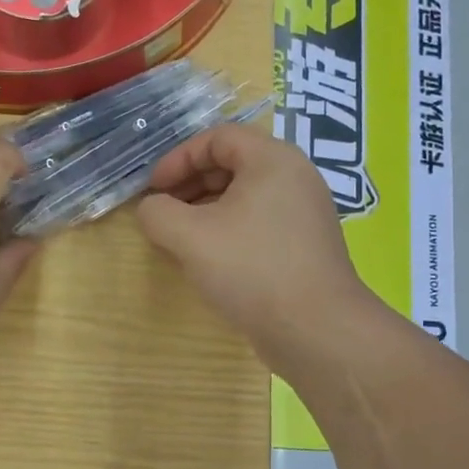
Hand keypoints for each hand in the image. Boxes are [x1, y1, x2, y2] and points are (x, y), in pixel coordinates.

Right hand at [136, 123, 366, 369]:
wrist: (317, 330)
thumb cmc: (251, 269)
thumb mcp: (189, 237)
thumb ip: (158, 213)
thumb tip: (151, 209)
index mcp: (272, 160)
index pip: (217, 138)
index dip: (178, 159)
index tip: (153, 189)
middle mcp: (295, 177)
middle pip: (232, 163)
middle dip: (189, 184)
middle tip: (163, 212)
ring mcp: (305, 212)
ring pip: (245, 196)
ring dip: (206, 210)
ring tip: (180, 238)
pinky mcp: (306, 245)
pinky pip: (259, 222)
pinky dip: (229, 230)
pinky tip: (210, 259)